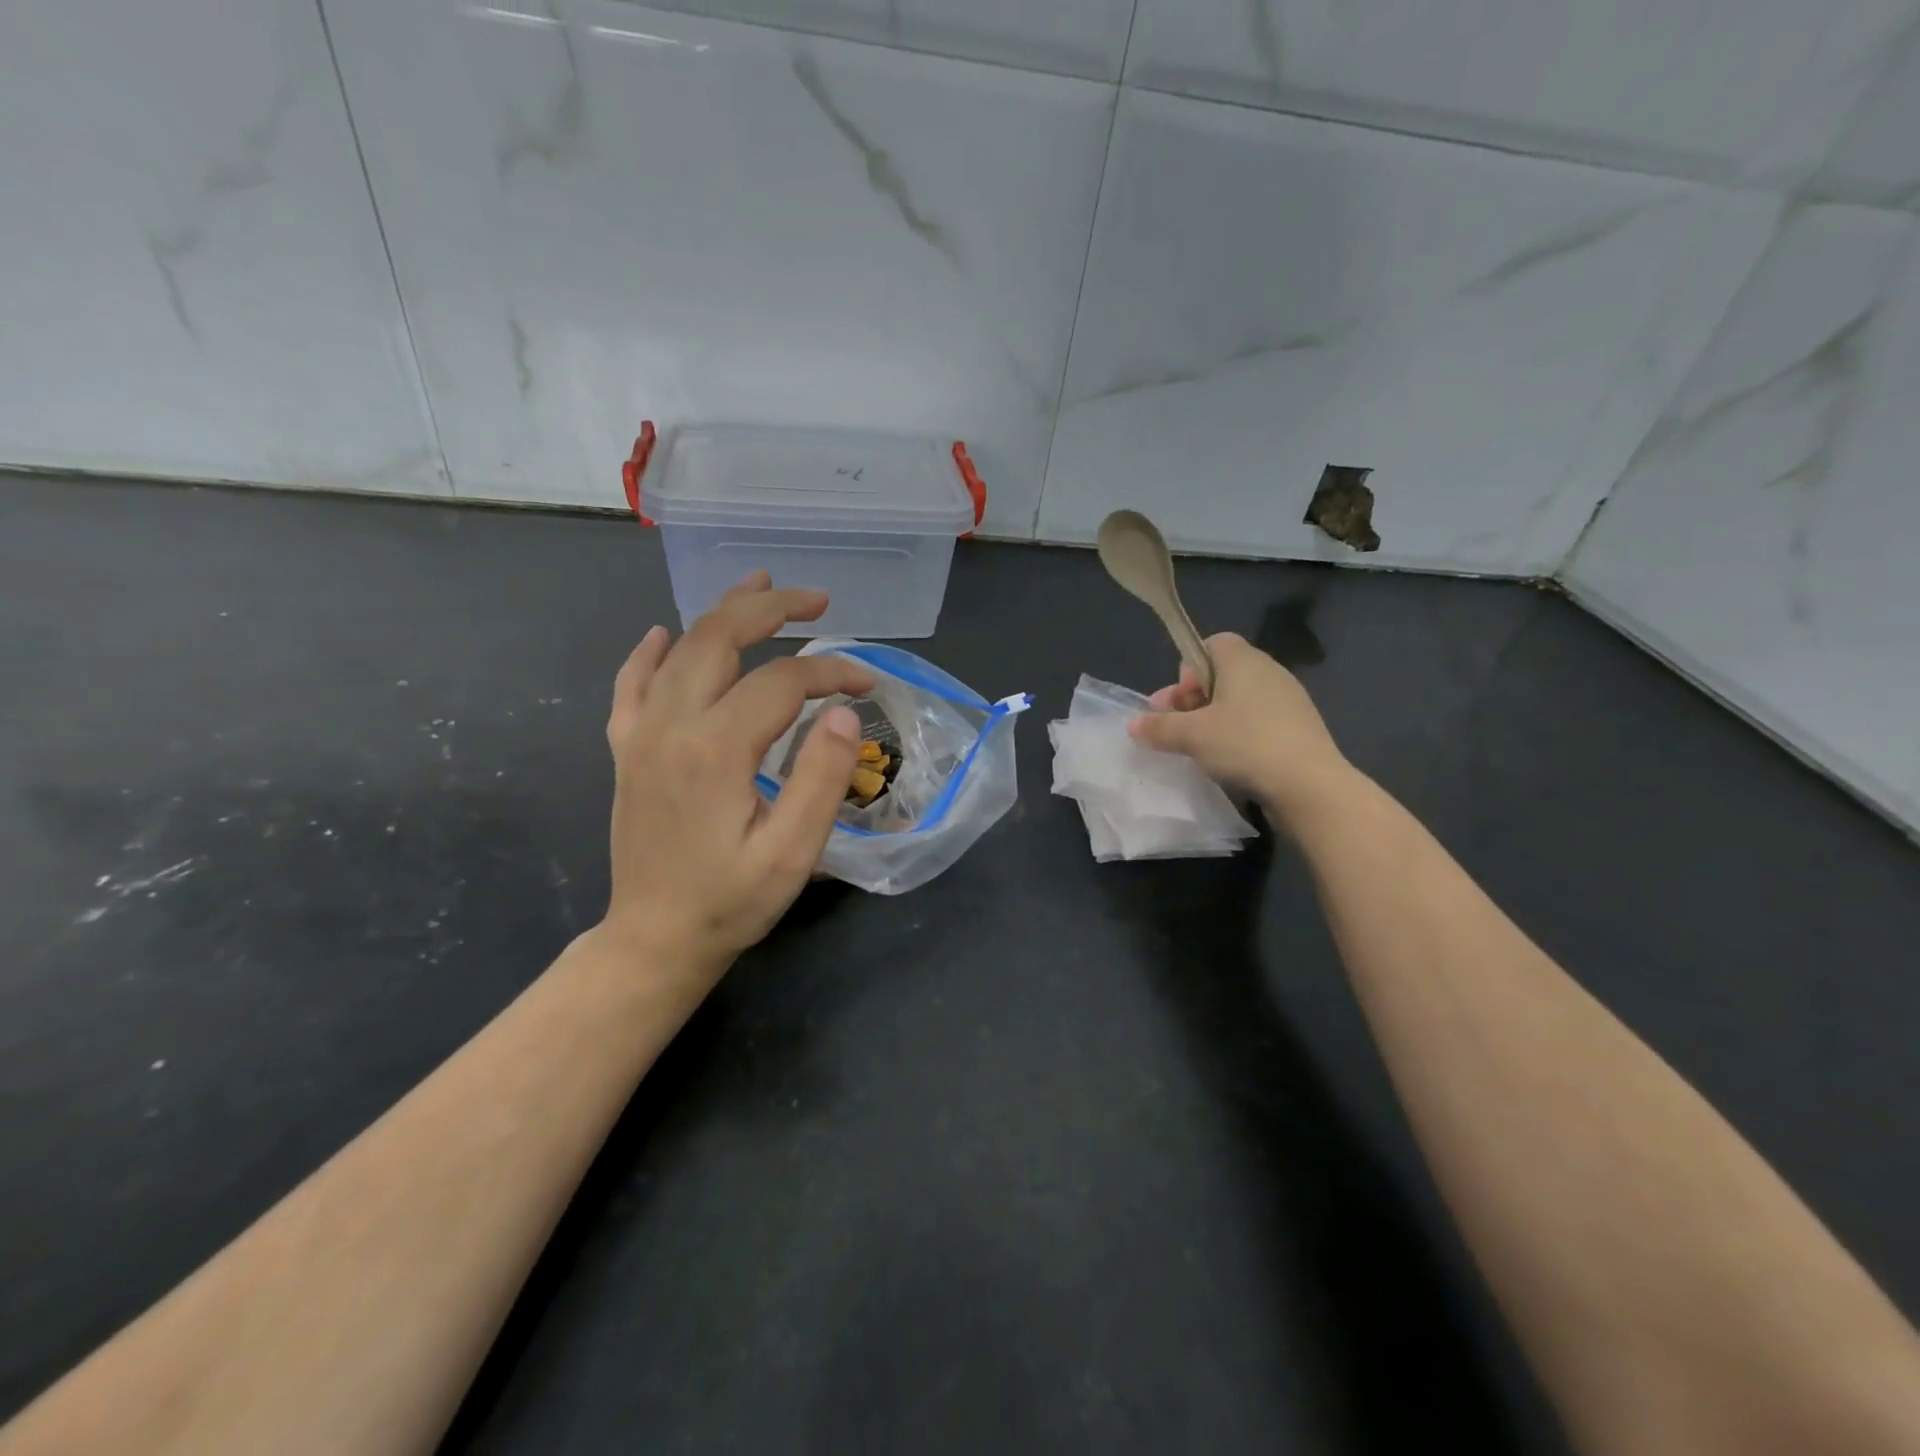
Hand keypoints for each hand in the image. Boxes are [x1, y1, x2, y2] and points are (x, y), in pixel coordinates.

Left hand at [601, 572, 873, 979]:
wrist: (654, 939)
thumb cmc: (731, 900)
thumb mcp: (792, 852)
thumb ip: (821, 777)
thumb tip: (842, 711)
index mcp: (716, 748)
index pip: (783, 681)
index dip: (831, 672)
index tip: (867, 682)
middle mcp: (672, 725)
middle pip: (721, 639)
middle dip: (773, 610)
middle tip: (817, 600)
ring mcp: (641, 734)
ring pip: (680, 650)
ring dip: (722, 612)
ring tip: (759, 586)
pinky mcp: (628, 750)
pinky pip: (632, 684)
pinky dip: (650, 652)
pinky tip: (663, 633)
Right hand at [1128, 632, 1352, 829]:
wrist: (1309, 785)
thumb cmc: (1245, 745)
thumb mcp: (1191, 736)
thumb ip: (1159, 727)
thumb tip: (1133, 725)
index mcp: (1244, 661)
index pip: (1212, 643)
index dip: (1189, 668)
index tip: (1179, 700)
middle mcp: (1269, 672)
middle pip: (1223, 673)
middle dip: (1194, 698)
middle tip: (1176, 727)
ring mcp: (1289, 700)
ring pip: (1241, 700)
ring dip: (1216, 719)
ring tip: (1200, 748)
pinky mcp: (1299, 729)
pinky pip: (1260, 721)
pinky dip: (1240, 734)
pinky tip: (1230, 761)